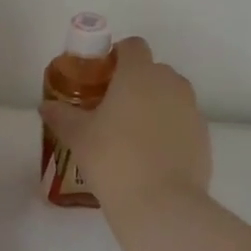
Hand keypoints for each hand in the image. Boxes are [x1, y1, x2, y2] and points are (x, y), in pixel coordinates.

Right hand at [39, 37, 210, 206]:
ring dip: (154, 104)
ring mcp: (191, 109)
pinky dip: (170, 129)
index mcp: (139, 73)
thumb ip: (62, 115)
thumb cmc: (114, 159)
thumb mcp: (78, 137)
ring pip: (171, 95)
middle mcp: (170, 82)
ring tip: (133, 134)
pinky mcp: (204, 135)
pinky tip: (153, 156)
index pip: (133, 45)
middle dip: (135, 82)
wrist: (162, 204)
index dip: (117, 56)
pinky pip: (183, 121)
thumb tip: (46, 106)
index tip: (102, 77)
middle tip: (112, 108)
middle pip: (153, 70)